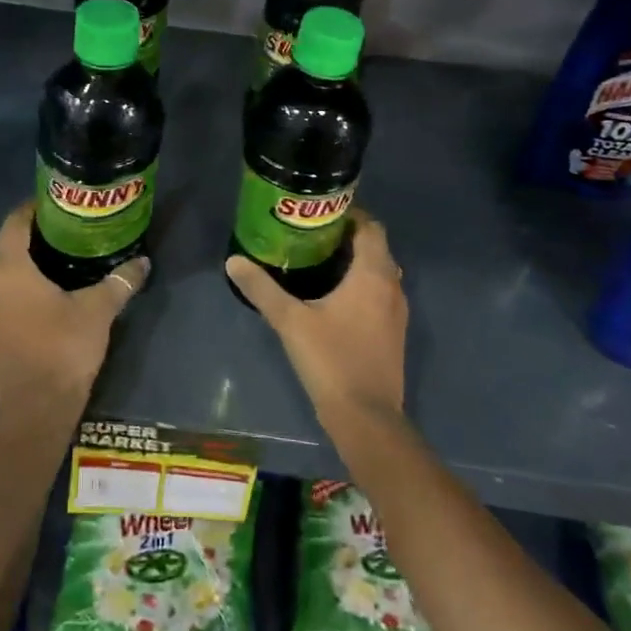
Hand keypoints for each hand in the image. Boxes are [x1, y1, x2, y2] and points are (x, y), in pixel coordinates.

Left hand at [0, 202, 146, 415]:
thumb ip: (119, 281)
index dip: (34, 209)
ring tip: (59, 261)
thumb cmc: (63, 348)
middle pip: (7, 246)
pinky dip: (18, 289)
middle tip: (65, 233)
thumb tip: (142, 262)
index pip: (15, 222)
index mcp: (10, 268)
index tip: (57, 204)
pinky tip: (45, 295)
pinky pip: (1, 296)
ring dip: (24, 265)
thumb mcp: (98, 311)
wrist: (35, 408)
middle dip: (32, 237)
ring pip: (2, 273)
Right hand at [226, 211, 406, 436]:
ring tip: (318, 262)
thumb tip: (234, 261)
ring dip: (355, 263)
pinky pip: (380, 295)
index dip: (349, 215)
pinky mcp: (393, 334)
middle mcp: (392, 287)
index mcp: (372, 274)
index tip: (319, 214)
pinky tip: (332, 298)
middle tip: (311, 236)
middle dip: (347, 238)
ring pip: (379, 273)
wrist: (366, 417)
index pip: (370, 227)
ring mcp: (397, 313)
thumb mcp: (290, 321)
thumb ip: (262, 288)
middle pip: (375, 248)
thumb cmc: (331, 360)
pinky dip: (361, 286)